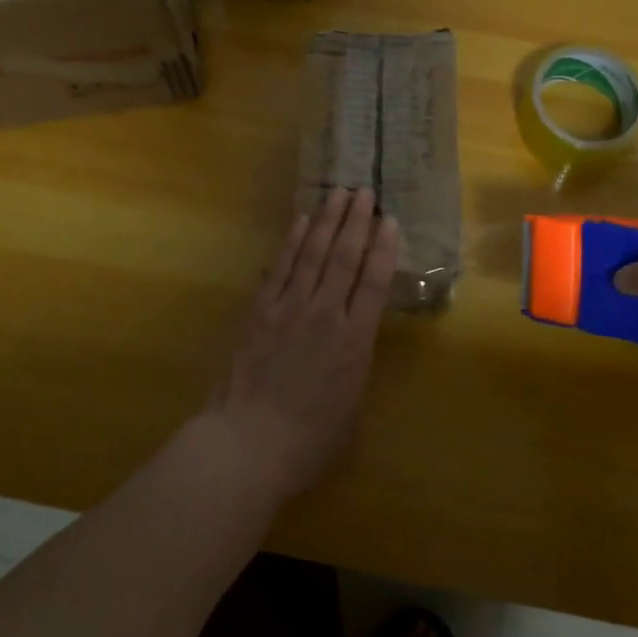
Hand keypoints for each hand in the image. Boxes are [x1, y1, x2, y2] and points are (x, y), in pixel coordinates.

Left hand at [206, 187, 400, 501]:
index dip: (384, 248)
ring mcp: (290, 309)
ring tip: (338, 194)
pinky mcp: (260, 312)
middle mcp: (326, 315)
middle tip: (364, 191)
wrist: (248, 445)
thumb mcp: (352, 412)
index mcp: (355, 341)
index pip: (374, 282)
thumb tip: (353, 350)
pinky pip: (280, 268)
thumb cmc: (308, 442)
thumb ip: (356, 373)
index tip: (389, 220)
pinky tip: (301, 222)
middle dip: (357, 221)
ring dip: (327, 221)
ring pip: (313, 254)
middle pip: (344, 258)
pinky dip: (292, 242)